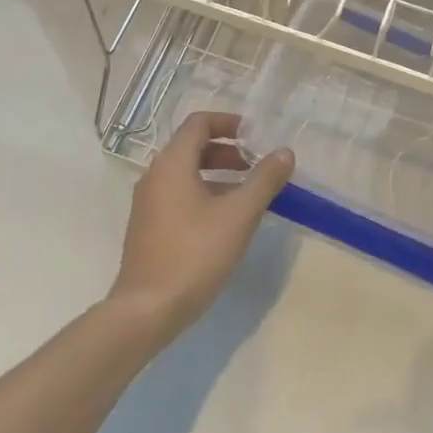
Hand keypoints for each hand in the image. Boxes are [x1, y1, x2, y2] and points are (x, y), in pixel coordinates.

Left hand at [108, 111, 294, 346]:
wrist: (147, 309)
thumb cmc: (195, 254)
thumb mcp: (239, 215)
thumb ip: (264, 180)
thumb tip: (285, 152)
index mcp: (172, 163)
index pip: (199, 123)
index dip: (229, 123)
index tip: (256, 137)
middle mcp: (154, 176)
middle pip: (192, 147)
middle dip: (227, 151)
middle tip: (257, 167)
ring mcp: (147, 203)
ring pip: (186, 173)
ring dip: (217, 174)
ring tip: (247, 195)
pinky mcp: (148, 227)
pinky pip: (178, 195)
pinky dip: (203, 194)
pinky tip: (225, 222)